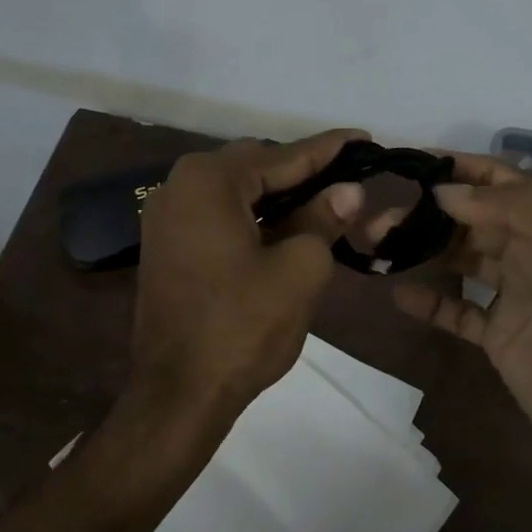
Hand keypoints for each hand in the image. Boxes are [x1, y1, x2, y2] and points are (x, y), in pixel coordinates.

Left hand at [131, 130, 366, 433]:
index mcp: (209, 180)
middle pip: (256, 167)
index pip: (282, 155)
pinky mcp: (166, 245)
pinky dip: (254, 217)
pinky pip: (219, 215)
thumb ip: (324, 219)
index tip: (364, 138)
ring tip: (327, 203)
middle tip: (350, 180)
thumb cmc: (243, 327)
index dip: (328, 149)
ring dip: (280, 198)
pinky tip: (286, 228)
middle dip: (304, 174)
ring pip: (237, 192)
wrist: (178, 393)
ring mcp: (167, 217)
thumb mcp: (299, 269)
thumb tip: (349, 190)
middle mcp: (179, 185)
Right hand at [387, 154, 531, 481]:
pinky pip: (457, 309)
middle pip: (471, 217)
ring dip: (421, 248)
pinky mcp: (498, 335)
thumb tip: (447, 191)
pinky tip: (398, 293)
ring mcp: (515, 294)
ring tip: (377, 243)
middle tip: (378, 214)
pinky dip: (429, 300)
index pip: (501, 181)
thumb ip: (518, 208)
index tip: (409, 162)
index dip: (459, 168)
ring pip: (459, 257)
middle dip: (427, 210)